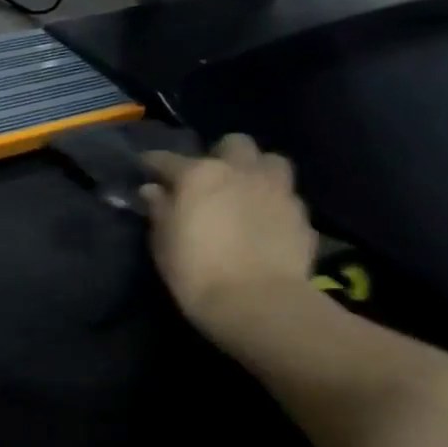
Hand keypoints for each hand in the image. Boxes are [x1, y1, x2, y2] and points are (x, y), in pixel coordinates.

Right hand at [141, 134, 317, 326]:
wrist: (258, 303)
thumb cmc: (196, 272)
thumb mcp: (163, 243)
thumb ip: (159, 210)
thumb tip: (153, 191)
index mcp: (200, 174)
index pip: (168, 159)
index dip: (154, 162)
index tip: (146, 167)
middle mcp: (241, 171)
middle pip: (234, 144)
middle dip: (221, 155)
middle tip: (210, 178)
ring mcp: (277, 190)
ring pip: (271, 161)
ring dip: (257, 170)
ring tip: (246, 191)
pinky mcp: (301, 215)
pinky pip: (286, 197)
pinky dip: (274, 203)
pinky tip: (266, 222)